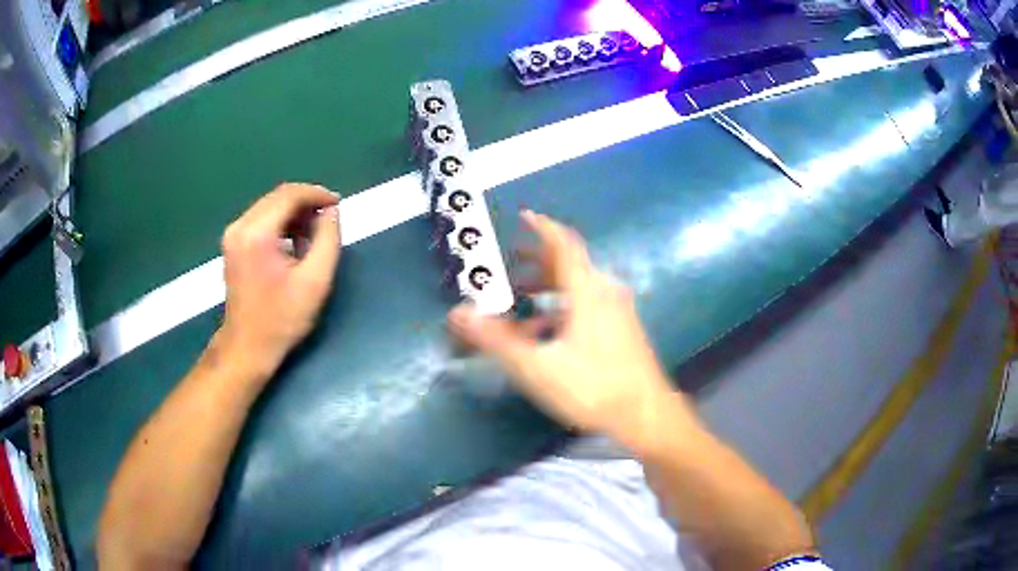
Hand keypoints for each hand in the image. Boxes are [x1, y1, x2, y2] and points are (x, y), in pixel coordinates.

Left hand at [219, 183, 341, 379]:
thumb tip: (331, 211)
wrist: (247, 347)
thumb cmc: (282, 319)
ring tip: (313, 234)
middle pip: (278, 197)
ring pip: (269, 206)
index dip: (317, 194)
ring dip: (294, 213)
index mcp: (257, 233)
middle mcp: (240, 226)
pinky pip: (260, 219)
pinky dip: (280, 223)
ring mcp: (233, 235)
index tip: (338, 204)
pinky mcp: (232, 244)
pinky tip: (294, 242)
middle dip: (306, 202)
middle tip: (328, 219)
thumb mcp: (315, 281)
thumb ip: (328, 239)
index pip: (289, 195)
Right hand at [448, 211, 692, 449]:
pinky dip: (564, 308)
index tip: (525, 215)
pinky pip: (589, 306)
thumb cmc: (592, 387)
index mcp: (588, 291)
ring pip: (580, 287)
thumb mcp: (537, 366)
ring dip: (550, 287)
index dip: (543, 227)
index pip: (564, 244)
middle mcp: (606, 292)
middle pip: (571, 265)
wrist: (646, 415)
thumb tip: (457, 313)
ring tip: (522, 299)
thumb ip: (496, 339)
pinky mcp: (623, 330)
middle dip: (539, 261)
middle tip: (512, 263)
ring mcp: (619, 311)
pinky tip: (548, 334)